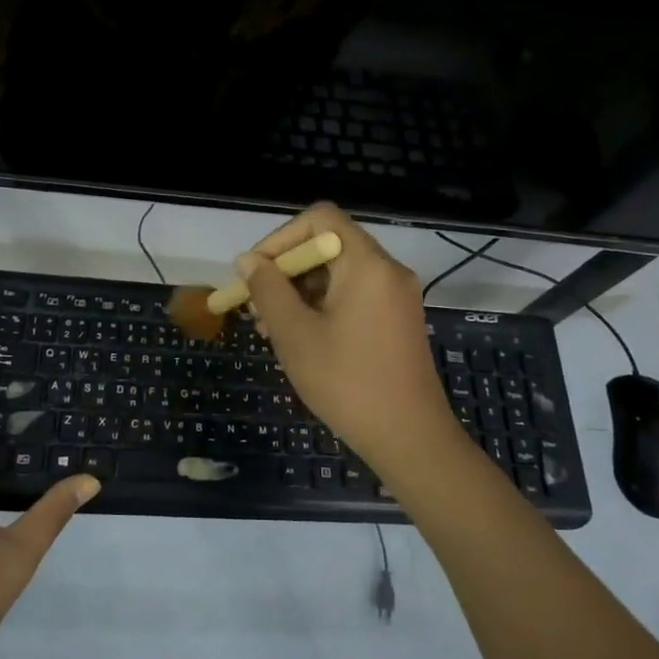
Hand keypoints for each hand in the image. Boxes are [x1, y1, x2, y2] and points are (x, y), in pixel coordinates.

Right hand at [236, 203, 460, 473]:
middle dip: (286, 270)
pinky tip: (298, 338)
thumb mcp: (295, 334)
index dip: (281, 238)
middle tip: (255, 304)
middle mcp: (387, 270)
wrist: (410, 438)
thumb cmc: (347, 382)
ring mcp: (396, 296)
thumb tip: (247, 260)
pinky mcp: (397, 320)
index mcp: (367, 264)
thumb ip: (268, 290)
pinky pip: (354, 296)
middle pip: (328, 246)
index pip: (319, 219)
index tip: (254, 271)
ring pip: (338, 274)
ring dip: (300, 292)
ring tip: (269, 328)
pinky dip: (323, 306)